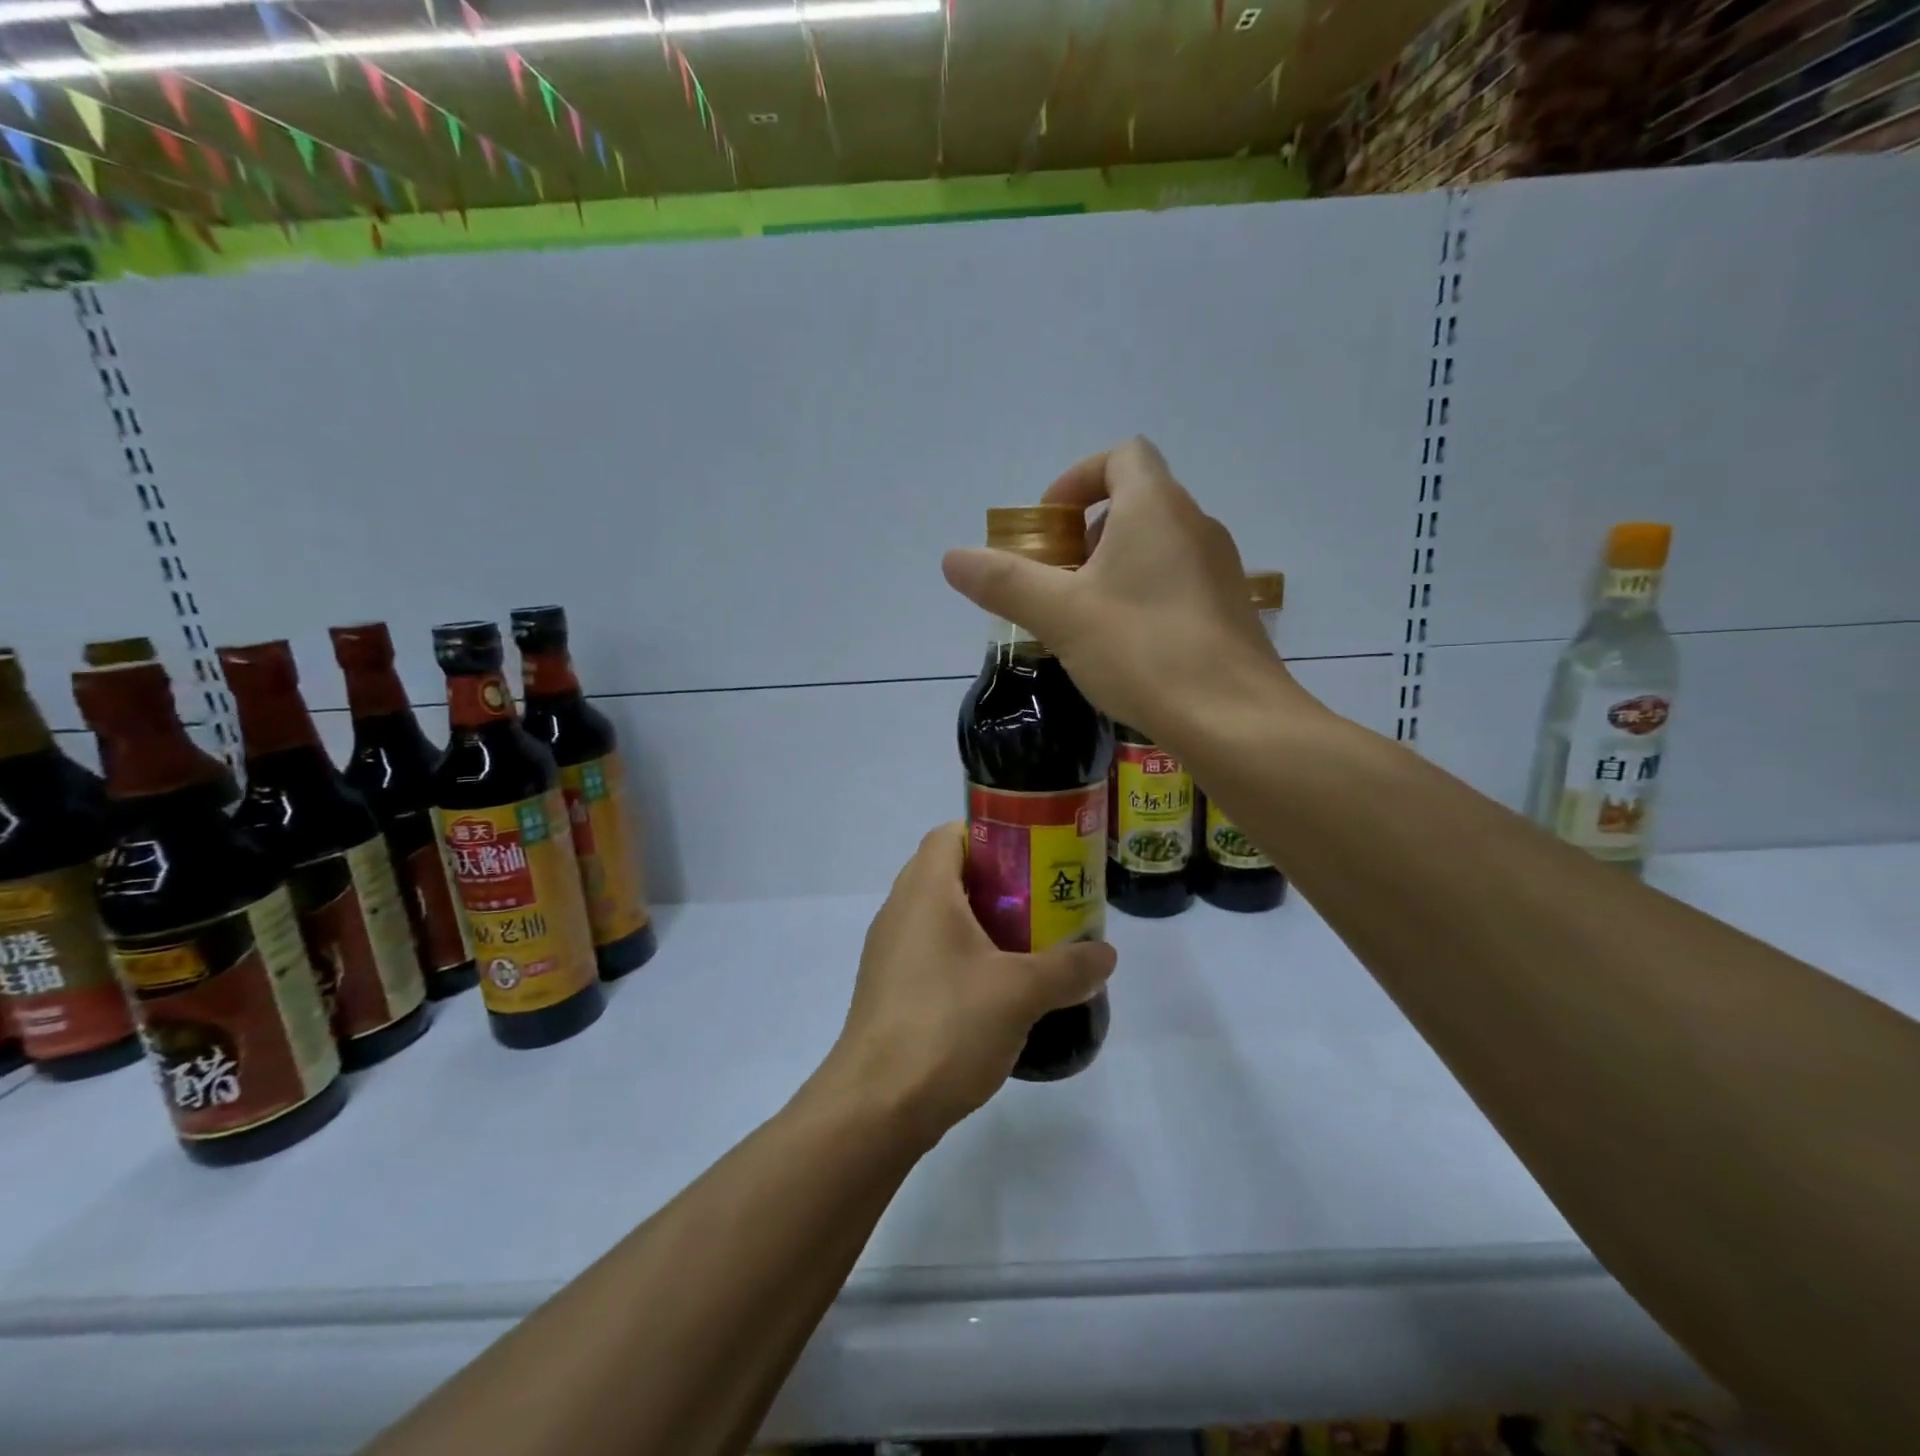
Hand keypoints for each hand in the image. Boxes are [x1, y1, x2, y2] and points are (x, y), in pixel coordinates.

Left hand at [816, 824, 1116, 1142]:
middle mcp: (899, 911)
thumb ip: (1068, 967)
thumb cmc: (947, 1026)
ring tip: (1028, 944)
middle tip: (1042, 900)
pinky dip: (963, 955)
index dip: (992, 834)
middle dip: (998, 882)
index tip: (1033, 856)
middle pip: (949, 873)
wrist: (876, 1107)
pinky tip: (996, 989)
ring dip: (982, 922)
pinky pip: (930, 951)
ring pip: (940, 916)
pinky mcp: (889, 989)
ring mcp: (889, 952)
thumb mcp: (1020, 992)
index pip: (951, 834)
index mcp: (923, 891)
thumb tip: (1106, 954)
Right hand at [941, 437, 1312, 746]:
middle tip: (1058, 581)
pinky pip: (1177, 583)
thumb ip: (1004, 582)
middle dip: (1086, 533)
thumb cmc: (1142, 651)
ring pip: (1157, 547)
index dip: (1077, 478)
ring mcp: (1220, 569)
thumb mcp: (1060, 615)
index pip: (1121, 456)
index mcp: (1156, 508)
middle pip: (1136, 502)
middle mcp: (1196, 526)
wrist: (1233, 719)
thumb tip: (952, 558)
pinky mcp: (1229, 611)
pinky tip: (1124, 649)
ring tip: (1084, 620)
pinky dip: (1142, 596)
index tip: (1048, 523)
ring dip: (1113, 568)